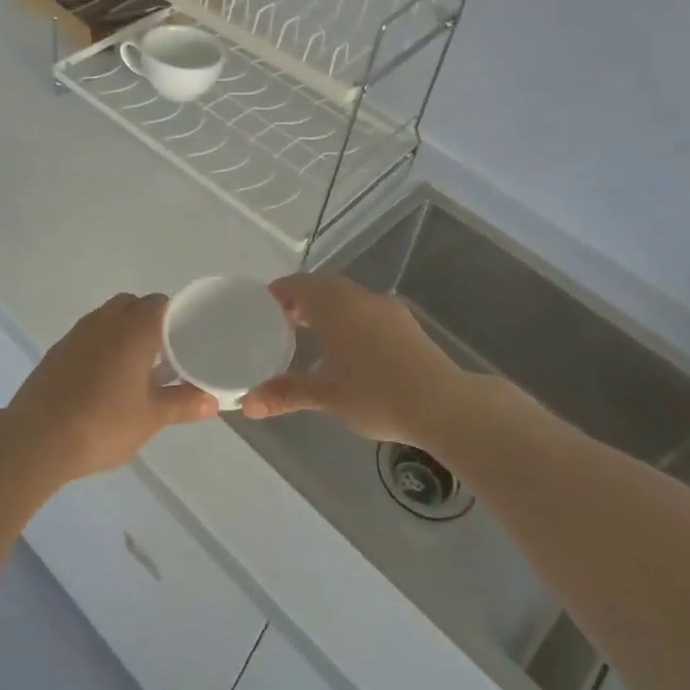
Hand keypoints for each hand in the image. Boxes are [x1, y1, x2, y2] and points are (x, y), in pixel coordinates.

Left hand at [4, 293, 215, 479]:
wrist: (36, 439)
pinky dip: (100, 347)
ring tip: (135, 368)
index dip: (177, 317)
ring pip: (107, 318)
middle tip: (164, 353)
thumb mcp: (151, 418)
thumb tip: (212, 400)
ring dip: (122, 333)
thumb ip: (182, 403)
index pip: (161, 304)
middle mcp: (105, 321)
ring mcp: (76, 334)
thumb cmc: (103, 423)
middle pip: (133, 305)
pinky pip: (87, 336)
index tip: (188, 339)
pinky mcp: (56, 351)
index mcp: (134, 329)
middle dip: (149, 321)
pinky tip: (104, 380)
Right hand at [241, 275, 472, 446]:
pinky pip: (367, 310)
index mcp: (333, 305)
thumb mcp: (325, 396)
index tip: (264, 308)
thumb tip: (246, 404)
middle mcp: (358, 297)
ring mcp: (386, 308)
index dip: (278, 293)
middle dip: (302, 300)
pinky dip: (350, 319)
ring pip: (347, 298)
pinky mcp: (406, 323)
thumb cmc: (376, 395)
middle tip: (284, 323)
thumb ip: (285, 394)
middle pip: (323, 287)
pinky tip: (352, 348)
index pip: (297, 285)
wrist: (443, 404)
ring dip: (328, 309)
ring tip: (315, 336)